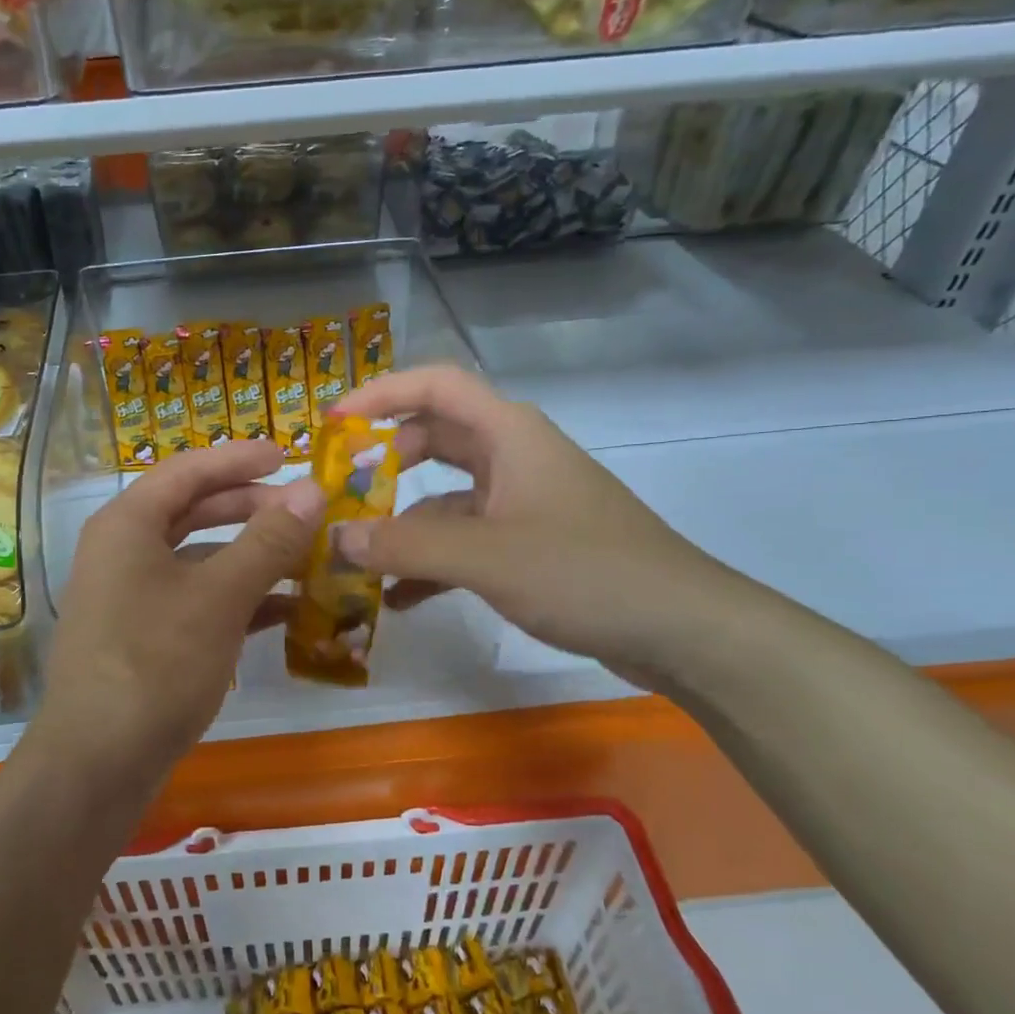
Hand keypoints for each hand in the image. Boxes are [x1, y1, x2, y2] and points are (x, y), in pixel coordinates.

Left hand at [31, 440, 324, 786]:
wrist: (98, 763)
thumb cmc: (156, 662)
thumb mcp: (220, 596)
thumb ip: (269, 540)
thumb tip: (312, 489)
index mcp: (128, 524)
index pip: (188, 470)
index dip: (239, 458)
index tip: (288, 454)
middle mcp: (123, 550)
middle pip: (192, 510)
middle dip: (250, 507)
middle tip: (303, 508)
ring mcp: (131, 595)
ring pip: (198, 558)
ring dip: (249, 555)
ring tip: (304, 557)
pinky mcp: (143, 635)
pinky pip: (196, 598)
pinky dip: (236, 596)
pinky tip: (283, 609)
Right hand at [332, 366, 739, 679]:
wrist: (681, 629)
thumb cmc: (583, 571)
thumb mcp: (485, 556)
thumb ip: (404, 545)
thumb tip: (335, 538)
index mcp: (508, 433)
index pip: (435, 385)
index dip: (381, 393)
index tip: (333, 423)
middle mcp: (513, 457)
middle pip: (434, 439)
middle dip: (384, 463)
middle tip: (339, 491)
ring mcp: (522, 502)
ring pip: (445, 498)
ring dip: (402, 524)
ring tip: (355, 556)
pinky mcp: (529, 544)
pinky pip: (465, 541)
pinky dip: (431, 562)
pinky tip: (398, 598)